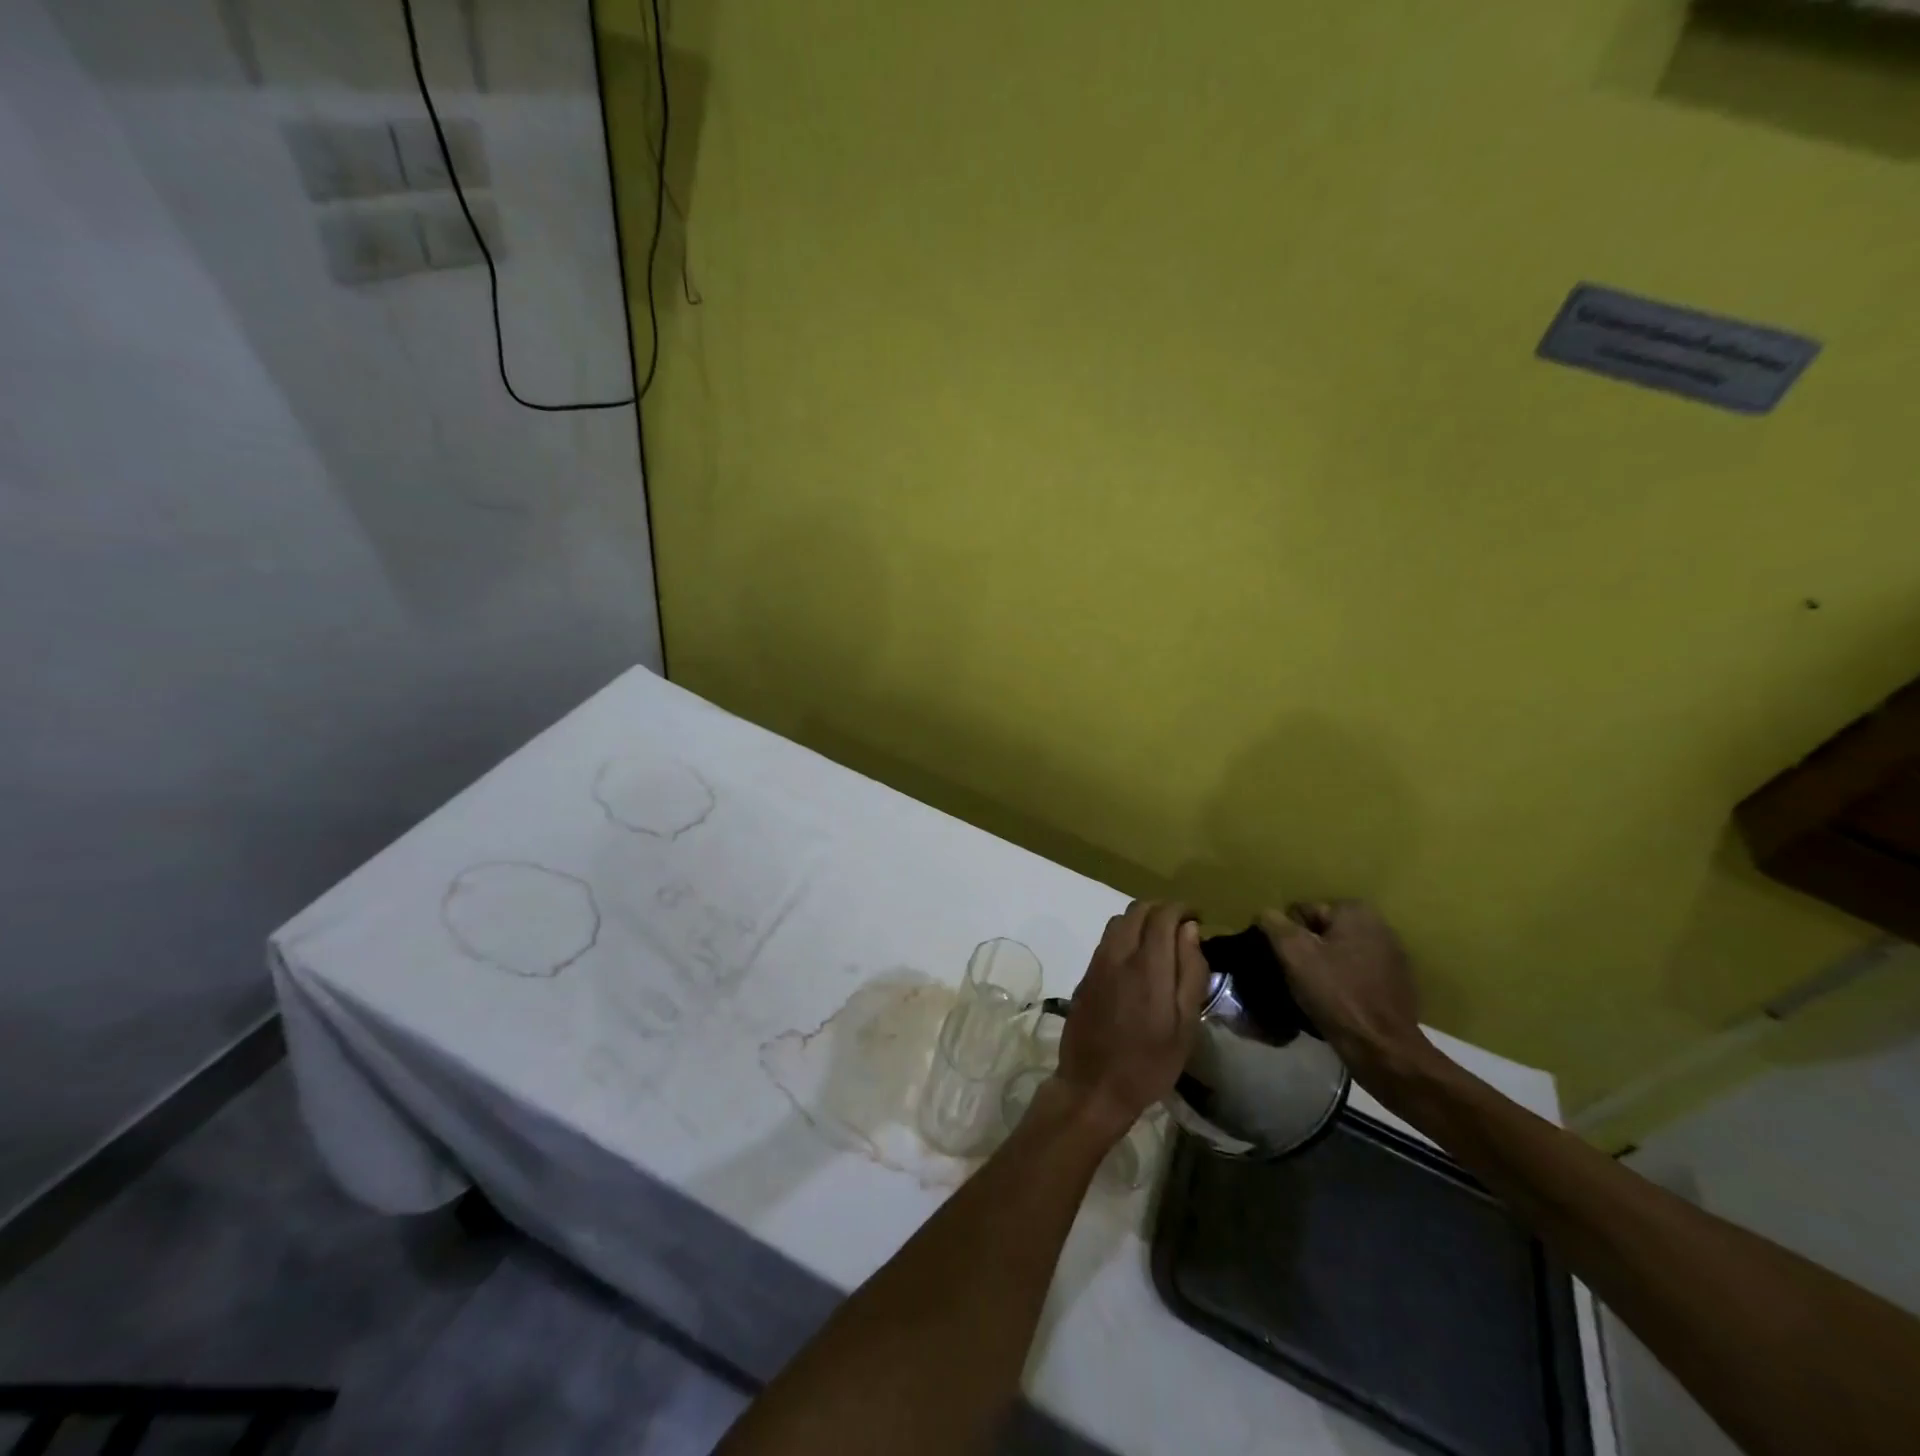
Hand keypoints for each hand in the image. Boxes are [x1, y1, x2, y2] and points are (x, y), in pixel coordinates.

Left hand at [1055, 900, 1210, 1141]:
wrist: (1093, 1086)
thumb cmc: (1149, 1063)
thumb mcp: (1185, 1026)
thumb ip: (1190, 973)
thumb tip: (1190, 931)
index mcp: (1147, 966)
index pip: (1162, 915)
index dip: (1182, 909)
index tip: (1197, 918)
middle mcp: (1118, 955)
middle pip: (1137, 909)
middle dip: (1162, 909)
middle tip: (1181, 927)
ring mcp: (1097, 963)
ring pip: (1118, 921)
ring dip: (1141, 920)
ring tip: (1160, 942)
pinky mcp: (1086, 975)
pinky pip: (1106, 940)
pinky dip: (1125, 935)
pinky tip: (1137, 959)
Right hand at [1258, 901, 1433, 1085]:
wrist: (1382, 1049)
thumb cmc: (1336, 994)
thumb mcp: (1293, 953)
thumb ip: (1274, 924)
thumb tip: (1265, 914)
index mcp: (1356, 912)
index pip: (1302, 912)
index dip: (1286, 937)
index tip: (1286, 963)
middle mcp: (1379, 926)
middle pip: (1320, 933)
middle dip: (1306, 951)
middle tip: (1295, 977)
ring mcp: (1392, 957)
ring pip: (1338, 954)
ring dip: (1323, 968)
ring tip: (1313, 993)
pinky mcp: (1397, 984)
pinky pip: (1355, 975)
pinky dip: (1342, 984)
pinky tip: (1335, 1003)